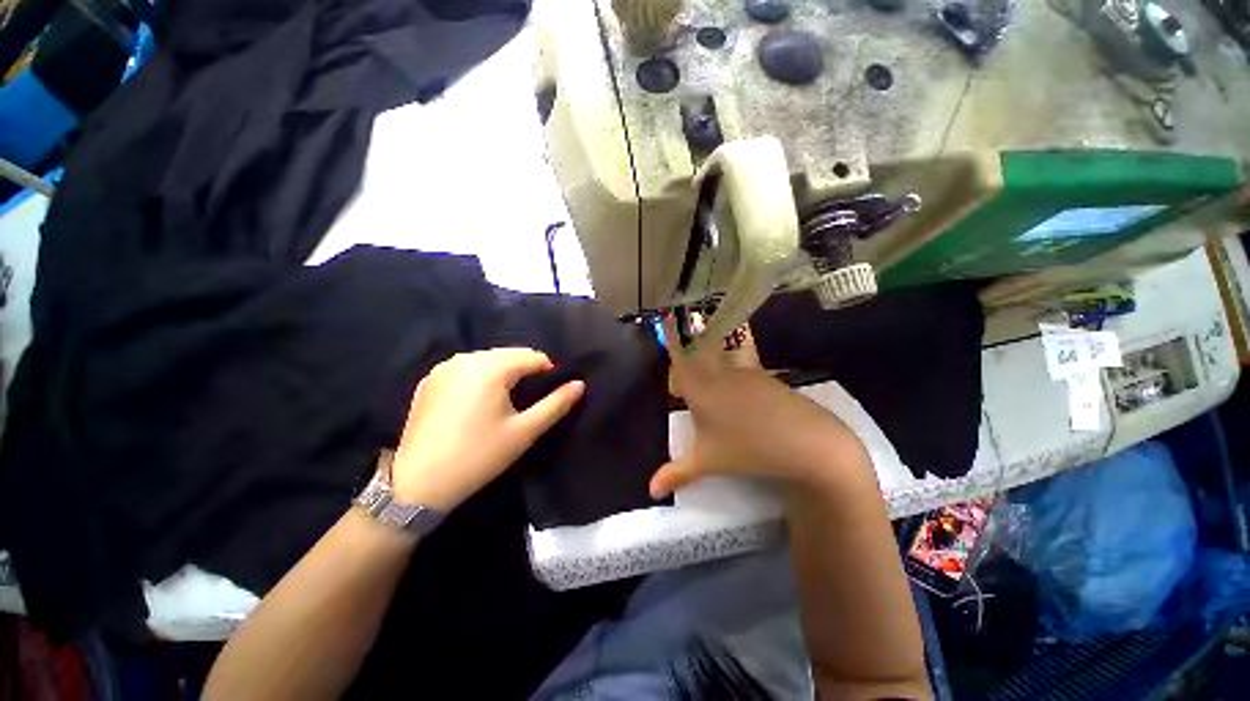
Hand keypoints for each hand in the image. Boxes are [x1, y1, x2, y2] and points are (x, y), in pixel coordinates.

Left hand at [389, 348, 584, 510]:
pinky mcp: (429, 380)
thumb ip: (556, 404)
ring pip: (487, 359)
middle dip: (525, 370)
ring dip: (503, 372)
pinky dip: (480, 376)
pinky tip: (478, 401)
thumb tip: (579, 384)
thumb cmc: (479, 456)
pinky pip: (466, 367)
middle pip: (509, 354)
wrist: (418, 484)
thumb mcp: (524, 432)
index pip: (532, 356)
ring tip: (506, 400)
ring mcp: (444, 367)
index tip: (550, 393)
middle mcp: (466, 359)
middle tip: (529, 399)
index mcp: (490, 368)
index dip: (547, 371)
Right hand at [650, 319, 866, 497]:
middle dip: (688, 345)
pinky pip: (742, 365)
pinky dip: (733, 368)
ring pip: (720, 356)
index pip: (679, 357)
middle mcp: (719, 373)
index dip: (672, 338)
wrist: (807, 443)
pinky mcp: (766, 377)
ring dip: (711, 356)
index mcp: (700, 388)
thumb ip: (676, 473)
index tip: (666, 317)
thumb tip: (650, 491)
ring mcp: (745, 373)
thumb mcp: (708, 463)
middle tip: (682, 351)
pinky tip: (738, 387)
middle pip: (698, 350)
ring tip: (707, 367)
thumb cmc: (748, 451)